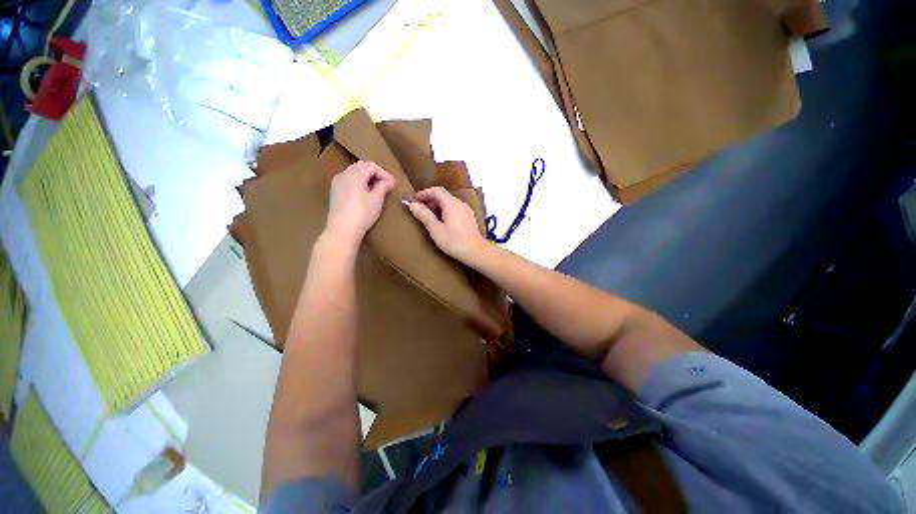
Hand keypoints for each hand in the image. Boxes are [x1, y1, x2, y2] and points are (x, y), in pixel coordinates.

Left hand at [325, 161, 396, 244]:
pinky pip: (349, 181)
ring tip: (377, 190)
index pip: (372, 166)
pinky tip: (365, 194)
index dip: (384, 173)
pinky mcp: (335, 192)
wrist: (343, 229)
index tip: (393, 184)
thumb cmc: (362, 213)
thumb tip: (390, 181)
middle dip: (375, 173)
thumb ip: (383, 186)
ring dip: (367, 178)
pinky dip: (359, 183)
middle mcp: (344, 174)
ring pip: (354, 173)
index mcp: (355, 174)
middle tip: (386, 185)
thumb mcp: (377, 199)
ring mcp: (337, 183)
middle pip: (362, 166)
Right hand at [407, 187, 488, 263]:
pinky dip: (444, 211)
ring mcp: (466, 210)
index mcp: (451, 204)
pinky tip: (441, 223)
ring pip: (449, 203)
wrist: (477, 252)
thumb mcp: (436, 230)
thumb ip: (424, 216)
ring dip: (437, 207)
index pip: (436, 190)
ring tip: (428, 218)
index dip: (424, 193)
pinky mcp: (469, 218)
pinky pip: (454, 209)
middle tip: (419, 210)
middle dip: (429, 200)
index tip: (414, 200)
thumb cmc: (455, 242)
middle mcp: (460, 204)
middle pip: (443, 196)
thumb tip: (412, 204)